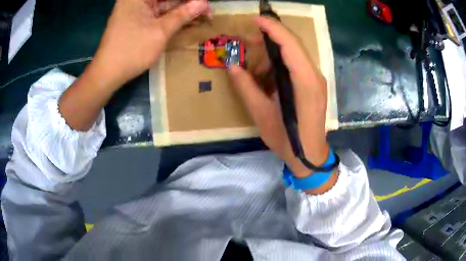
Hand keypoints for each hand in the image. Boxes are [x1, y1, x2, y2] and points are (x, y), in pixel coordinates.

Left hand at [91, 0, 209, 87]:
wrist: (107, 74)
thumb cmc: (132, 51)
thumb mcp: (160, 31)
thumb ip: (183, 14)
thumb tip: (204, 3)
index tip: (205, 4)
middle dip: (188, 4)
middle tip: (206, 11)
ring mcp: (136, 9)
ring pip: (164, 5)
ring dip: (182, 10)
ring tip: (202, 16)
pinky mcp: (136, 19)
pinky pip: (158, 14)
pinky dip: (172, 17)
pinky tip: (187, 20)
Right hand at [228, 17, 332, 182]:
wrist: (310, 156)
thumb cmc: (287, 140)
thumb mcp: (261, 114)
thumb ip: (246, 87)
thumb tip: (231, 65)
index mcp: (305, 82)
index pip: (290, 45)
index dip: (273, 28)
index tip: (255, 20)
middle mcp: (315, 76)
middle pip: (294, 45)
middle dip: (270, 38)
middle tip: (246, 42)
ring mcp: (316, 80)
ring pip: (295, 54)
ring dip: (273, 53)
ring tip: (253, 65)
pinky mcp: (314, 85)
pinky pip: (297, 65)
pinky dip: (280, 63)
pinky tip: (267, 75)